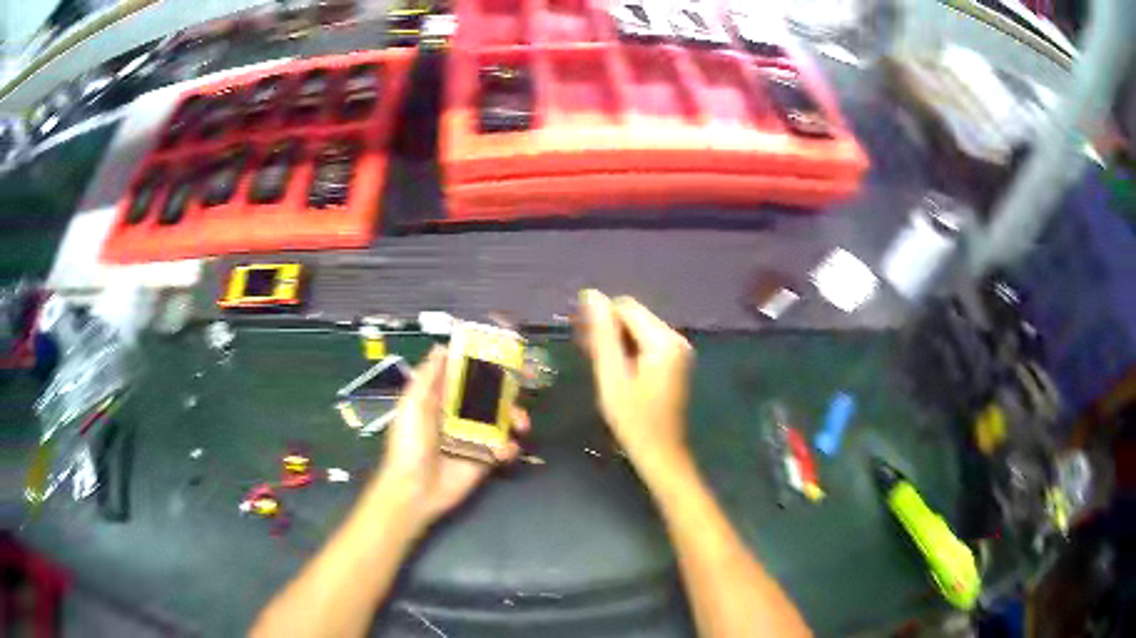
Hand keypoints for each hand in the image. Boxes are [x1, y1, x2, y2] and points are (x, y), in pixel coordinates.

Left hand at [373, 346, 529, 530]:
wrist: (414, 489)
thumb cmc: (409, 443)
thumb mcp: (412, 404)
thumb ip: (428, 376)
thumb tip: (442, 346)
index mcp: (442, 397)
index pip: (467, 373)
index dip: (486, 362)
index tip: (507, 353)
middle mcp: (460, 413)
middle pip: (491, 393)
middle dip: (511, 387)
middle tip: (530, 380)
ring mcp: (474, 436)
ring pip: (503, 418)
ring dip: (516, 416)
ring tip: (521, 424)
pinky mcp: (485, 458)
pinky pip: (504, 447)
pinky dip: (510, 446)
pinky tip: (504, 451)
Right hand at [577, 290, 693, 471]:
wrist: (660, 452)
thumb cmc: (633, 419)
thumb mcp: (612, 376)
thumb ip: (602, 334)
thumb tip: (591, 294)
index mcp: (664, 340)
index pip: (626, 307)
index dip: (600, 317)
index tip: (580, 338)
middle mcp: (676, 338)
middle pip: (634, 316)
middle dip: (608, 328)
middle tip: (585, 351)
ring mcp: (678, 349)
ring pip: (638, 328)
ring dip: (616, 339)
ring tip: (596, 361)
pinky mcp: (675, 361)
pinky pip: (647, 342)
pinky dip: (629, 349)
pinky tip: (614, 367)